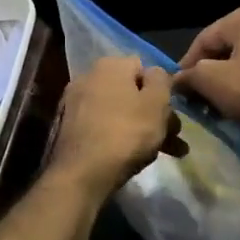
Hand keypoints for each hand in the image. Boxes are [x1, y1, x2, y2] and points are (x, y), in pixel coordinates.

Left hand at [47, 56, 185, 198]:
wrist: (80, 174)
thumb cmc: (126, 133)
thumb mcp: (156, 103)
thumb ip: (161, 80)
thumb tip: (154, 73)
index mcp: (110, 65)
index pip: (144, 69)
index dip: (162, 92)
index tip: (172, 117)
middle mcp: (88, 77)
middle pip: (130, 93)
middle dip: (153, 115)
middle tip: (172, 141)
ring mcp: (74, 102)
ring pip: (117, 112)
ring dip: (139, 129)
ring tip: (156, 155)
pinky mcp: (66, 127)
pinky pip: (100, 126)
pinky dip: (116, 137)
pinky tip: (128, 157)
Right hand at [174, 2, 239, 132]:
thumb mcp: (213, 81)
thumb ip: (190, 76)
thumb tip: (177, 80)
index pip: (206, 38)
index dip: (188, 63)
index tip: (180, 86)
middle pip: (230, 44)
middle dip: (213, 68)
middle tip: (201, 93)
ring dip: (234, 73)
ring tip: (223, 98)